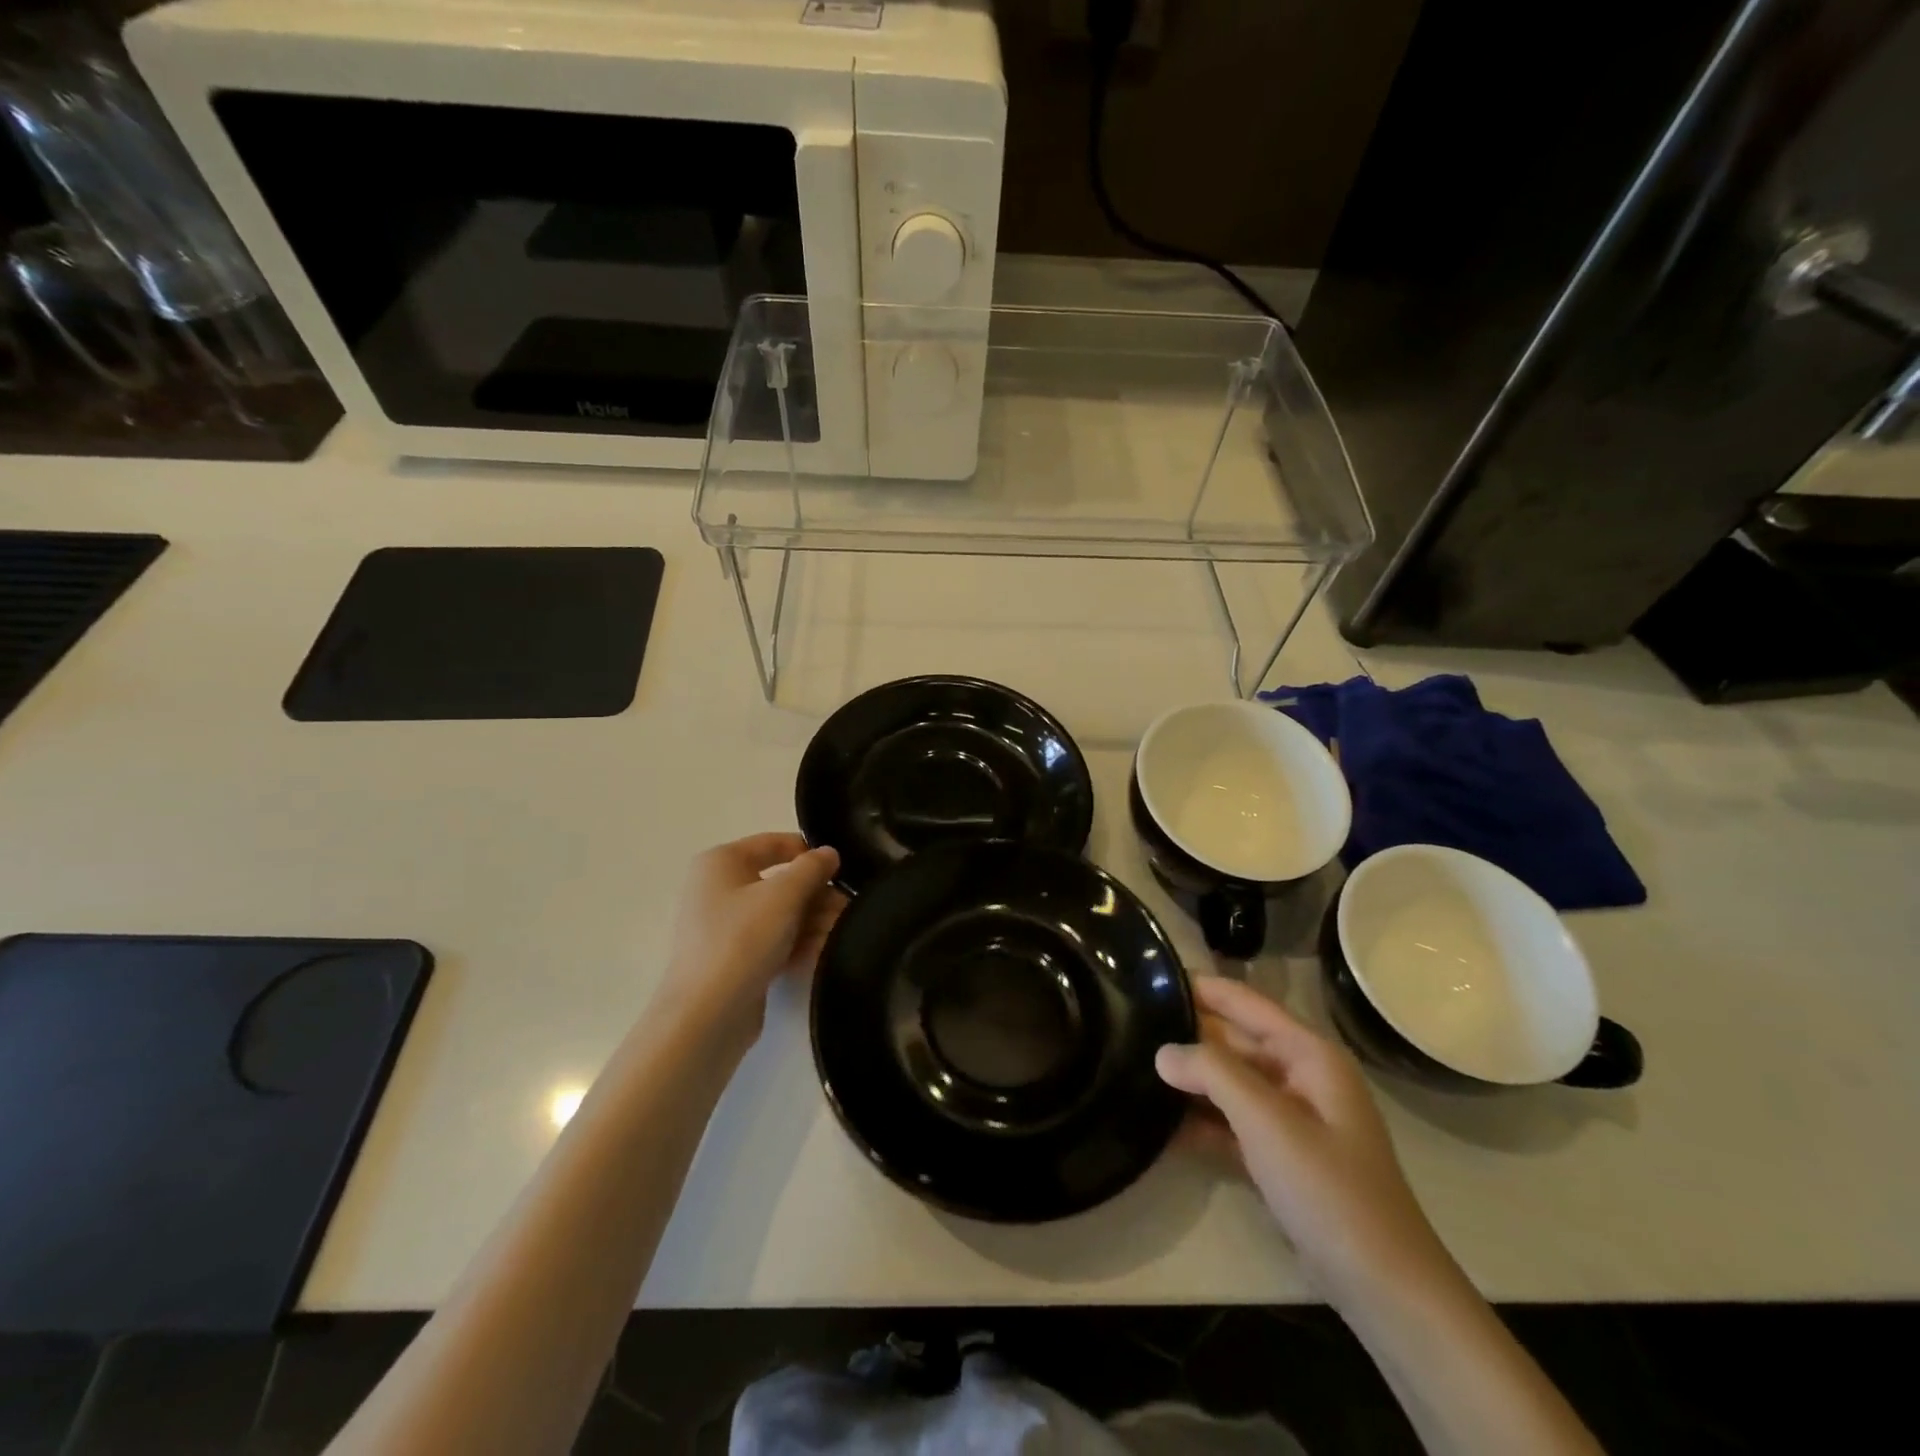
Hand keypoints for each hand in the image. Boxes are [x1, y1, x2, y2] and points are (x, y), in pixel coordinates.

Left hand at [663, 834, 843, 1046]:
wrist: (705, 1015)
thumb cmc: (741, 940)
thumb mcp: (784, 895)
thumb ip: (812, 868)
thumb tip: (829, 853)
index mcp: (721, 862)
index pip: (773, 843)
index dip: (808, 852)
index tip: (840, 871)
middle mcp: (718, 889)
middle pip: (779, 881)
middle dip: (816, 894)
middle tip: (849, 908)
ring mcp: (725, 927)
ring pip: (779, 914)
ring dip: (813, 920)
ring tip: (844, 931)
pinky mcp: (734, 960)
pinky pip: (773, 941)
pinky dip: (798, 942)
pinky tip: (826, 951)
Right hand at [1157, 976, 1460, 1307]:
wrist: (1383, 1287)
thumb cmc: (1329, 1188)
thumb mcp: (1268, 1121)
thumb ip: (1212, 1074)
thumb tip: (1163, 1051)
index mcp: (1308, 1054)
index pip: (1245, 1002)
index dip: (1202, 987)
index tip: (1151, 976)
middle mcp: (1299, 1076)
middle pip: (1234, 1041)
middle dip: (1188, 1034)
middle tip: (1130, 1023)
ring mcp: (1290, 1119)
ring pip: (1229, 1084)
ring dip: (1190, 1081)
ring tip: (1133, 1065)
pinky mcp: (1279, 1157)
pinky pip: (1232, 1124)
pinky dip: (1201, 1123)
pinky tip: (1158, 1125)